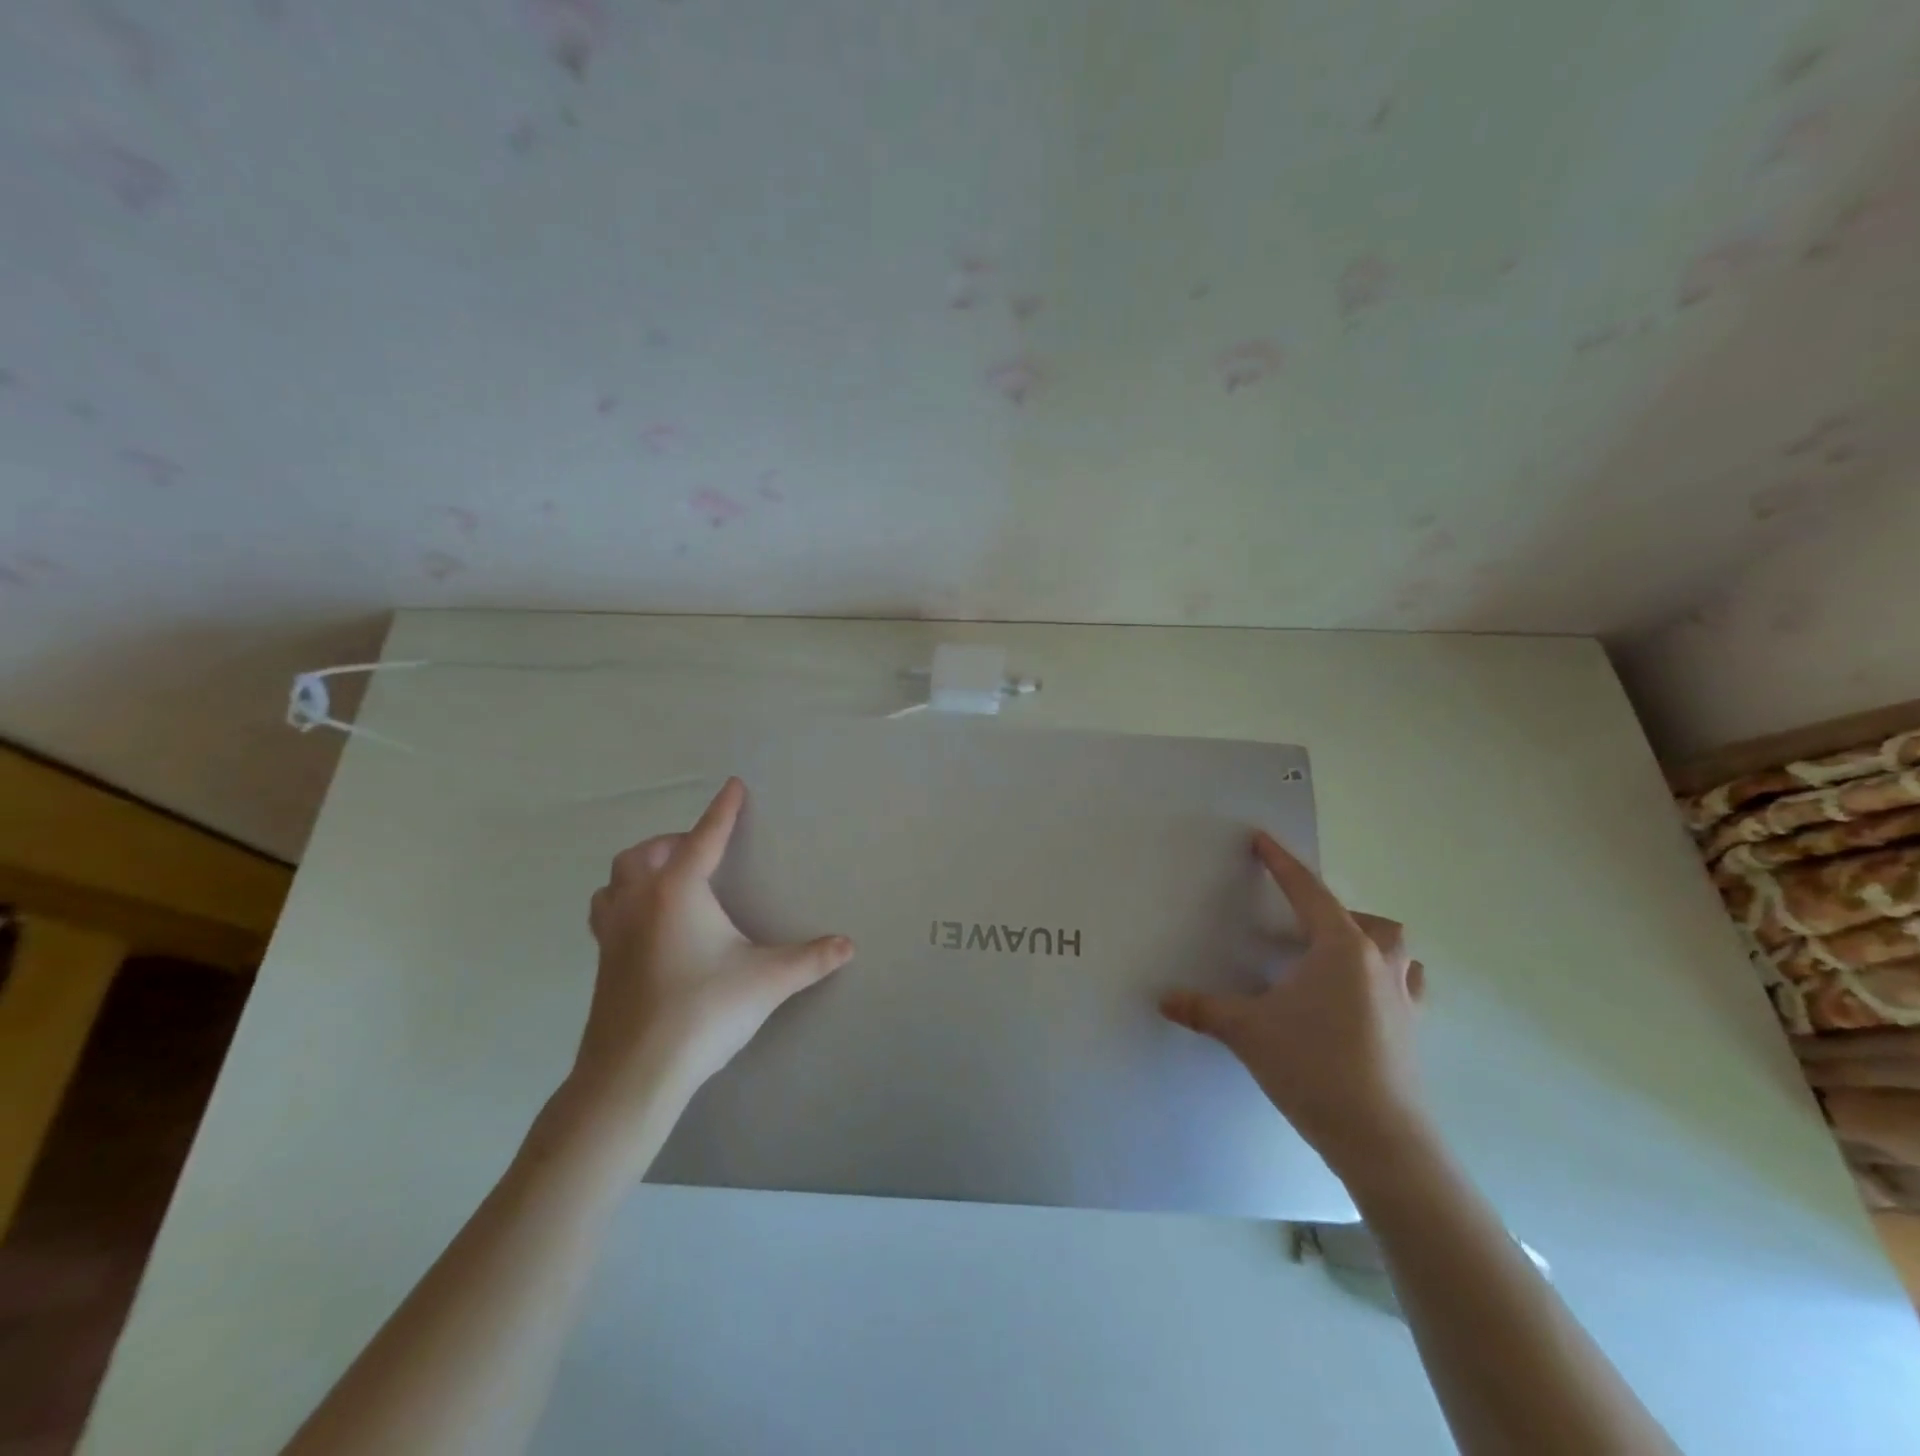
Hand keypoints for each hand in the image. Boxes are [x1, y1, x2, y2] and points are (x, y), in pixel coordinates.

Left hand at [571, 777, 853, 1123]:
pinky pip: (607, 913)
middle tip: (701, 850)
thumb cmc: (704, 1011)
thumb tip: (848, 945)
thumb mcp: (767, 981)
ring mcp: (613, 933)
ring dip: (639, 869)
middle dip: (673, 841)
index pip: (705, 837)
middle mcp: (640, 901)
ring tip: (666, 880)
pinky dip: (624, 902)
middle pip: (646, 853)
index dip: (723, 810)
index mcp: (678, 891)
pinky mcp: (602, 963)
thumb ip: (810, 959)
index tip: (733, 785)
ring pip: (615, 881)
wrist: (634, 1073)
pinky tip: (647, 927)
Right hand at [1160, 831, 1429, 1185]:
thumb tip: (1164, 999)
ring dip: (1370, 944)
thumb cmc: (1312, 1066)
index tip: (1262, 840)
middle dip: (1337, 912)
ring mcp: (1403, 999)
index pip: (1306, 891)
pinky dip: (1386, 981)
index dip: (1281, 864)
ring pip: (1397, 951)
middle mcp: (1377, 964)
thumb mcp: (1246, 1031)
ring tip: (1334, 960)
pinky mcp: (1413, 1032)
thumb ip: (1203, 1009)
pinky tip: (1361, 1001)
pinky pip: (1406, 988)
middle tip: (1301, 929)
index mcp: (1339, 948)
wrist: (1380, 1139)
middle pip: (1369, 920)